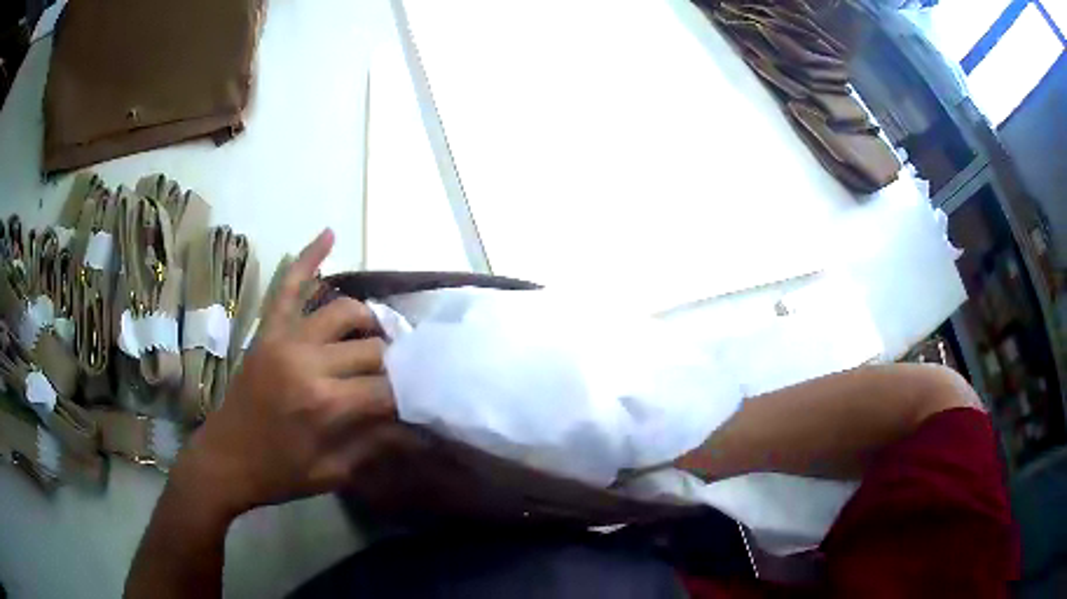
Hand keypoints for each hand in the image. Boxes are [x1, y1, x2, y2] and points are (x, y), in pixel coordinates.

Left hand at [174, 229, 395, 516]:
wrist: (223, 461)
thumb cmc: (277, 475)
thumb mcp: (332, 473)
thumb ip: (376, 445)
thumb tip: (419, 429)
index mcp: (325, 404)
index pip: (386, 388)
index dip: (408, 396)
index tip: (419, 403)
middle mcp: (307, 363)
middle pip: (370, 348)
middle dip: (393, 363)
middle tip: (401, 376)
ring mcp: (284, 340)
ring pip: (342, 311)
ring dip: (368, 320)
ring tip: (378, 335)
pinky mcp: (267, 332)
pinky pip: (288, 287)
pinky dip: (307, 258)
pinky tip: (328, 235)